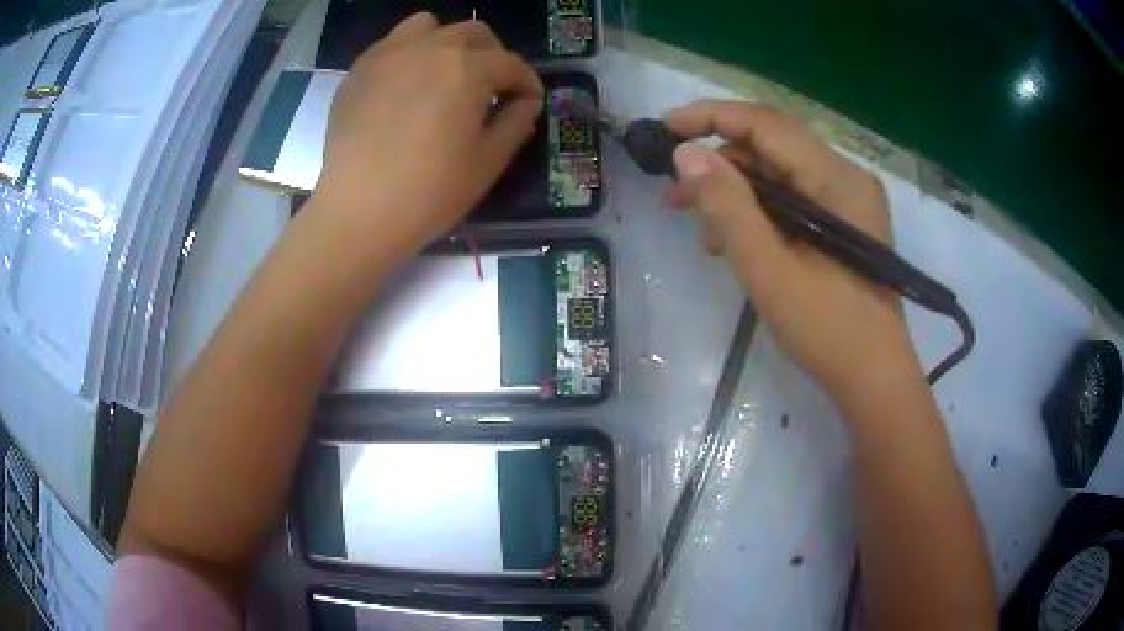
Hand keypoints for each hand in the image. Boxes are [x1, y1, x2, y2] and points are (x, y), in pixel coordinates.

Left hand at [312, 13, 542, 253]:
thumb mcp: (488, 162)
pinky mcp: (358, 72)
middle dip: (491, 55)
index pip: (509, 63)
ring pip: (427, 26)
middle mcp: (429, 48)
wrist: (357, 212)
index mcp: (467, 68)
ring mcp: (387, 55)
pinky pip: (391, 46)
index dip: (526, 81)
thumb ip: (516, 123)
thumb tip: (527, 102)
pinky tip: (405, 88)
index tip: (529, 99)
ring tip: (444, 74)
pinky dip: (408, 56)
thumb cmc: (429, 191)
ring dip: (446, 43)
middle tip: (491, 86)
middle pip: (472, 33)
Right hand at [664, 100, 919, 391]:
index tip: (665, 129)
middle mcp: (846, 176)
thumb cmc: (827, 329)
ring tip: (701, 229)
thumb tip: (685, 154)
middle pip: (772, 146)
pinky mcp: (844, 222)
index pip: (767, 124)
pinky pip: (793, 198)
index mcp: (836, 179)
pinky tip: (734, 242)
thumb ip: (727, 206)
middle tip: (674, 194)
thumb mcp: (769, 268)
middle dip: (719, 162)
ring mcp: (848, 199)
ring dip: (736, 191)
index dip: (712, 117)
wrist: (873, 377)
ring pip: (780, 173)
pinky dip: (759, 211)